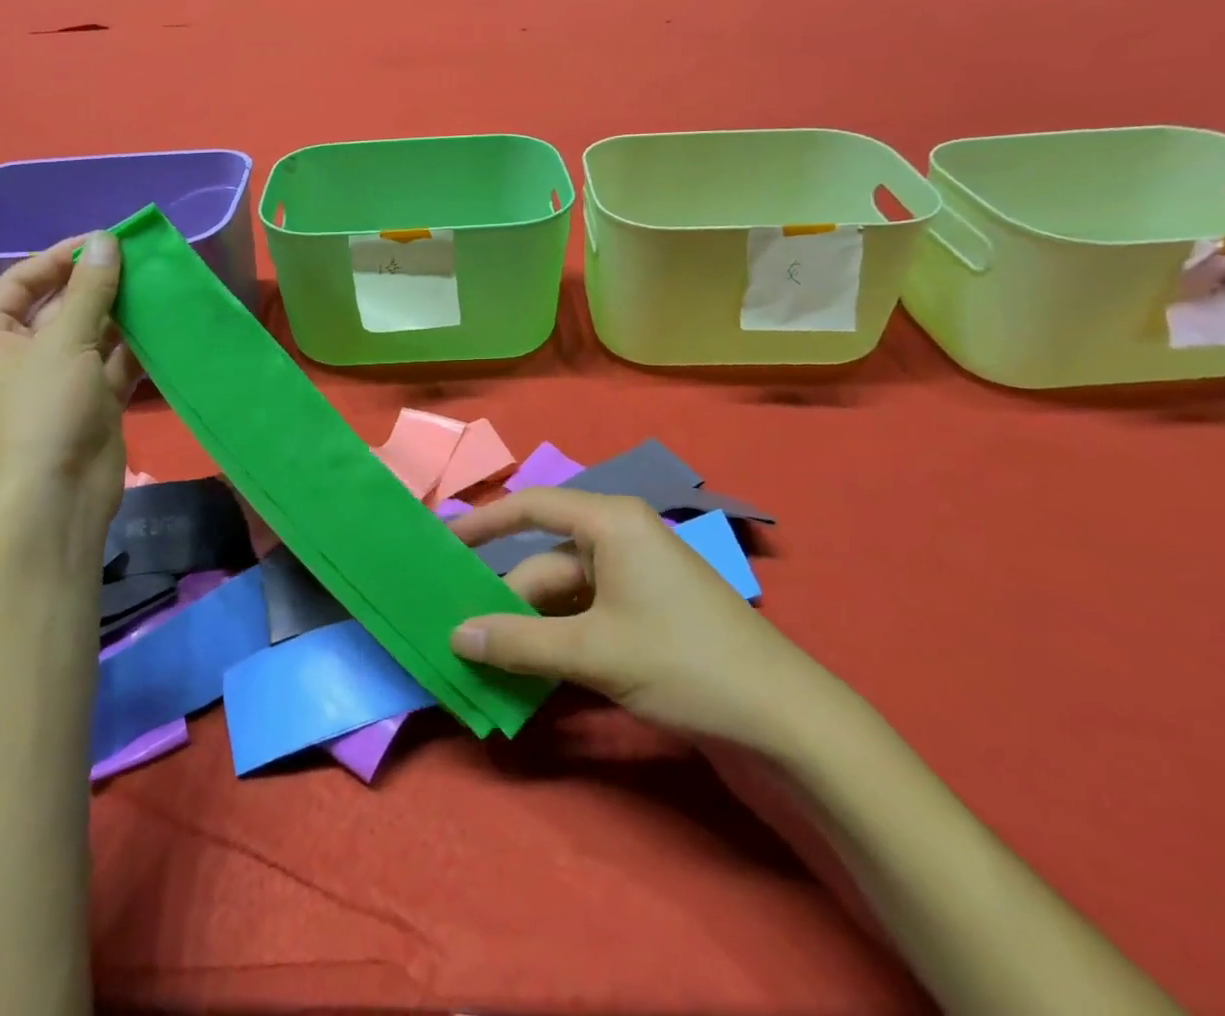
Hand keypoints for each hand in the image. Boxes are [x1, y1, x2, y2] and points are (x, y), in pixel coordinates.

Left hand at [0, 232, 142, 558]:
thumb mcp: (65, 342)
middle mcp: (18, 354)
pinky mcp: (90, 400)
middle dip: (98, 284)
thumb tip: (106, 240)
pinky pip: (112, 361)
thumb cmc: (44, 410)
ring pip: (92, 333)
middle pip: (59, 305)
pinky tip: (164, 322)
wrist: (58, 496)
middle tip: (140, 260)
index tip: (104, 241)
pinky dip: (135, 344)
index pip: (21, 281)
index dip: (60, 258)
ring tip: (158, 284)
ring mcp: (57, 379)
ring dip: (122, 312)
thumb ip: (90, 290)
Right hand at [448, 489, 828, 756]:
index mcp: (611, 522)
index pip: (531, 506)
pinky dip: (557, 640)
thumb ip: (519, 642)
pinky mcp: (644, 614)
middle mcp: (619, 538)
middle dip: (504, 599)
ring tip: (485, 660)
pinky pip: (584, 616)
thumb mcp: (594, 650)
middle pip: (544, 562)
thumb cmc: (684, 660)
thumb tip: (455, 635)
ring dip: (528, 627)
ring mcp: (634, 578)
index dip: (483, 523)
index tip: (441, 542)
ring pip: (562, 594)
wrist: (783, 717)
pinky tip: (530, 672)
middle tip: (458, 636)